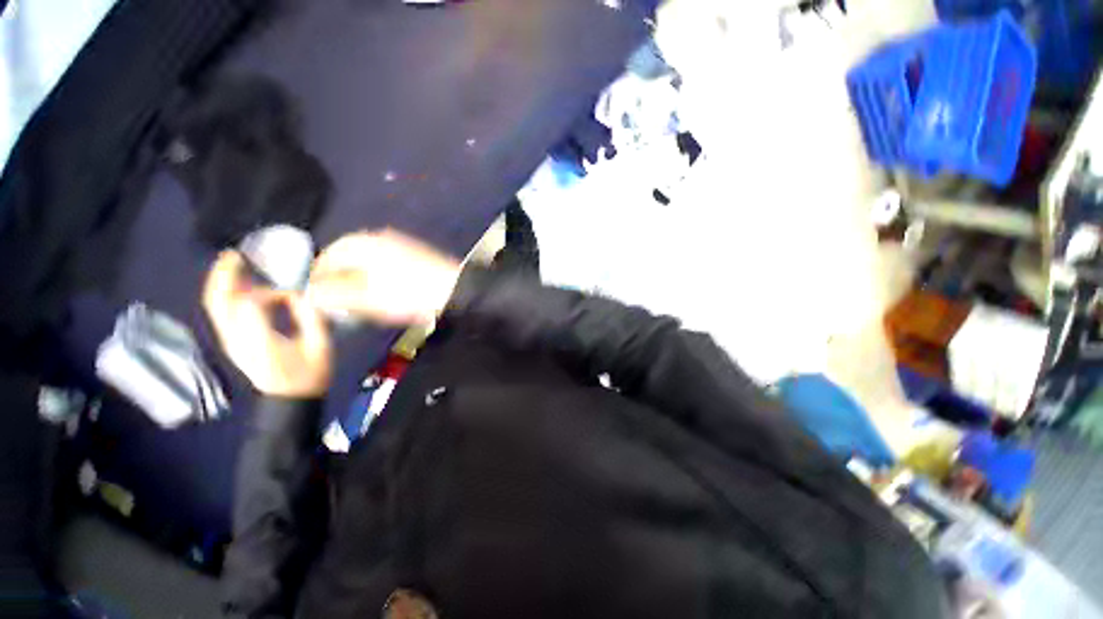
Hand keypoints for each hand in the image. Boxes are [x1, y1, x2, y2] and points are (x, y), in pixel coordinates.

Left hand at [203, 252, 331, 397]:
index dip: (270, 291)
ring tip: (235, 264)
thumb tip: (301, 293)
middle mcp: (237, 338)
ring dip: (222, 282)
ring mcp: (231, 340)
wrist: (290, 400)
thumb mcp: (319, 345)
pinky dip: (226, 294)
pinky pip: (222, 312)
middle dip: (224, 275)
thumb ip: (310, 317)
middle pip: (219, 301)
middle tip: (236, 255)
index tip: (293, 291)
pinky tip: (241, 285)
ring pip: (215, 305)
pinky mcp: (232, 341)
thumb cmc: (309, 374)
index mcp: (260, 340)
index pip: (251, 304)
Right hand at [306, 228, 461, 326]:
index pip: (328, 255)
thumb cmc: (409, 295)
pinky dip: (375, 274)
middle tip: (333, 296)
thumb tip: (309, 294)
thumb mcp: (368, 298)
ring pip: (366, 258)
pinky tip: (380, 289)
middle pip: (347, 254)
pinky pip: (384, 261)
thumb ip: (334, 295)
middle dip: (337, 275)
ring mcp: (399, 244)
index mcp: (364, 244)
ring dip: (356, 275)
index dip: (317, 275)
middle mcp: (380, 238)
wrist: (454, 291)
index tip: (314, 294)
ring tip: (355, 295)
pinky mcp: (413, 253)